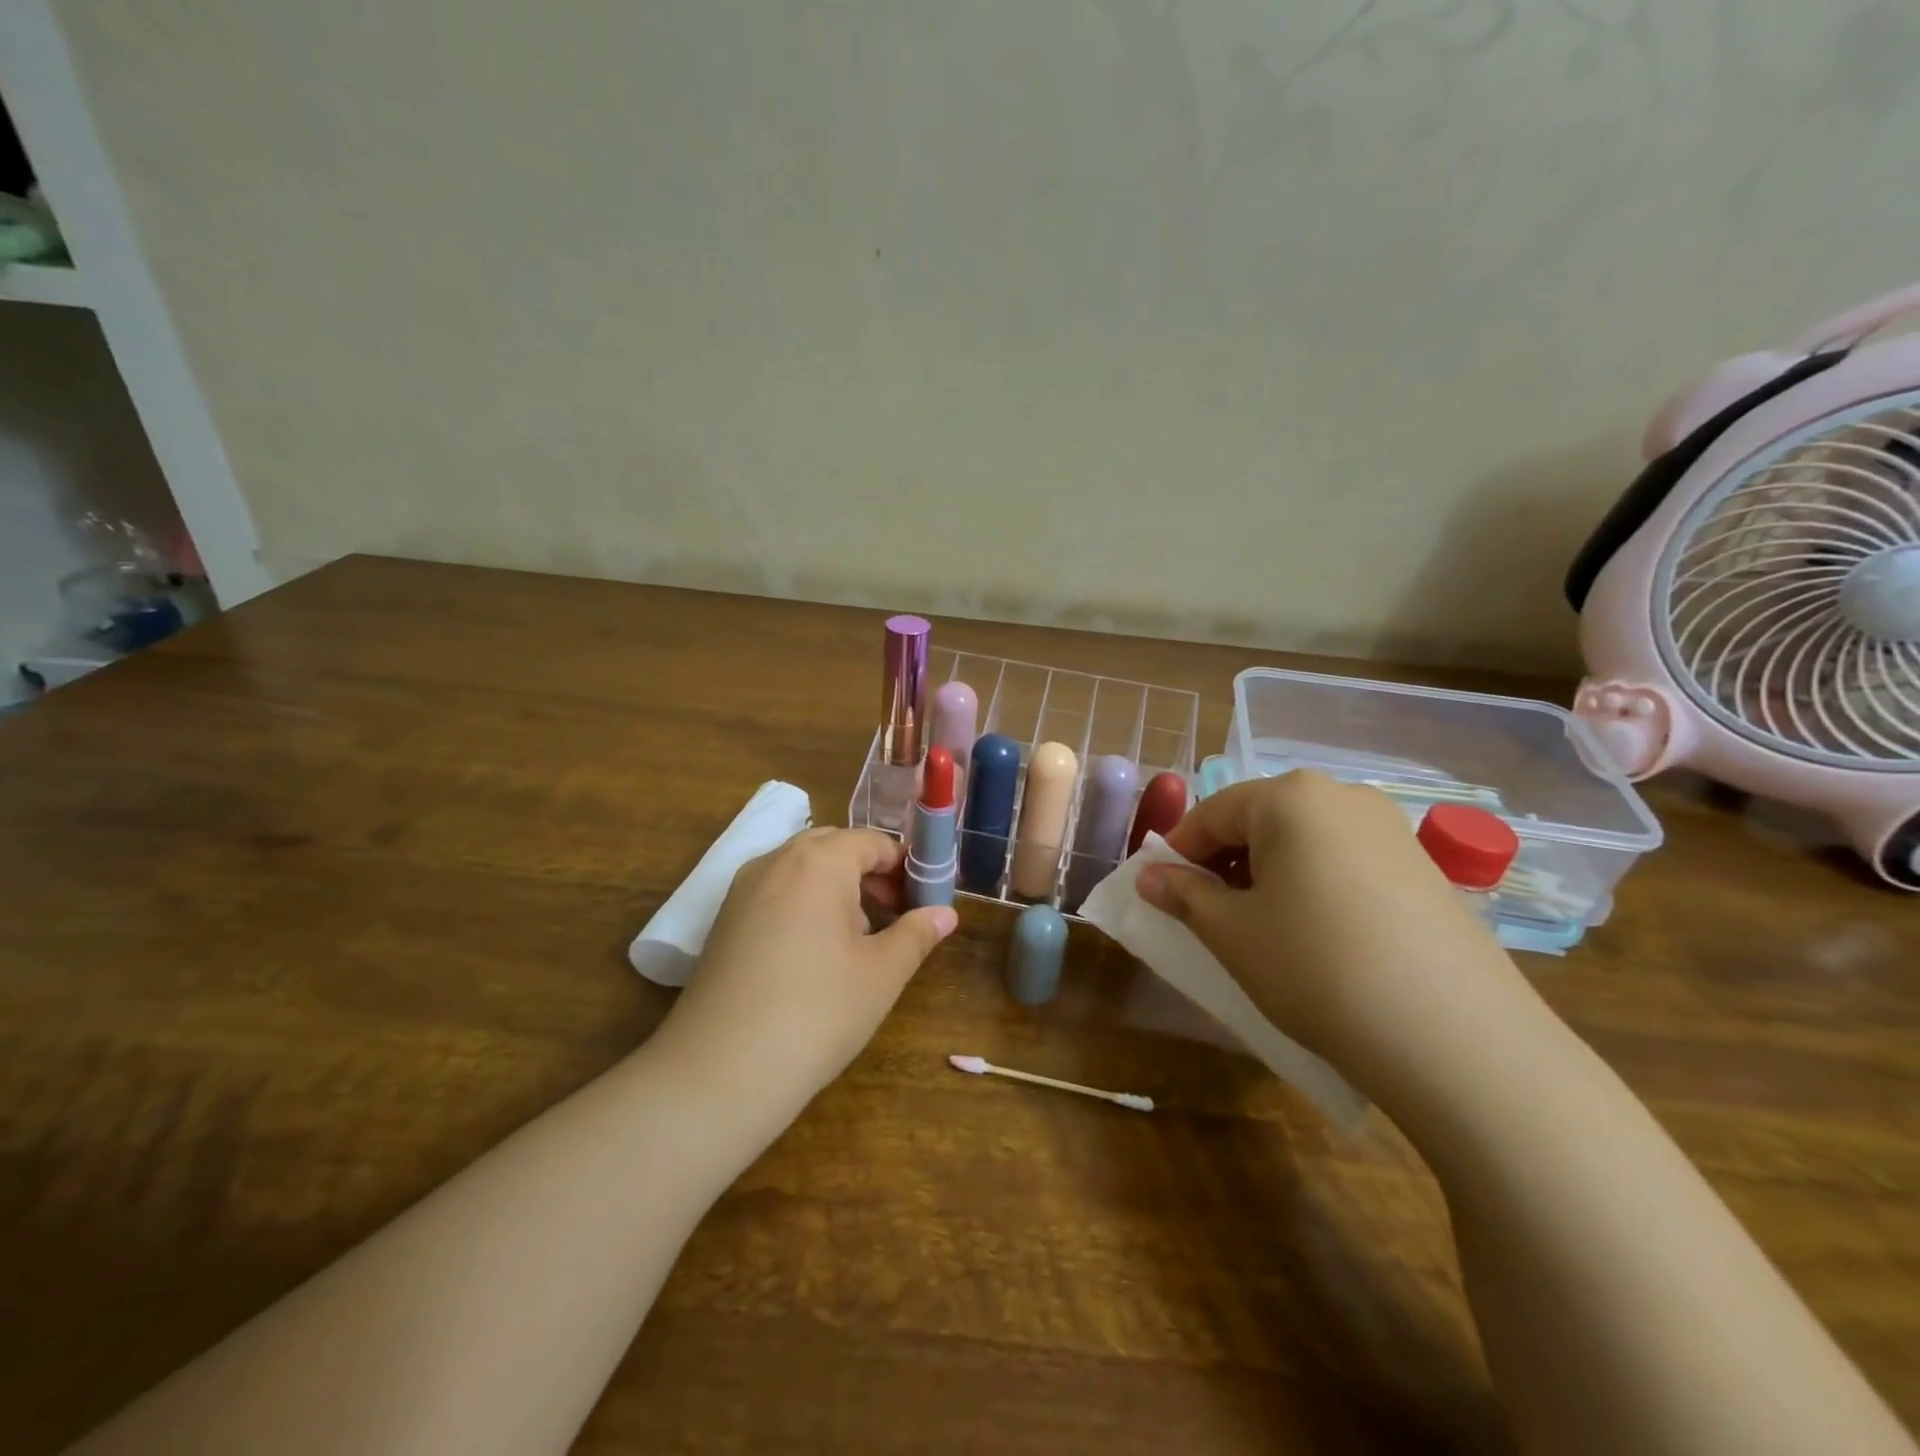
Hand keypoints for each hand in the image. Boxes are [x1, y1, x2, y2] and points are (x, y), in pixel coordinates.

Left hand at [654, 828, 957, 1121]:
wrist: (719, 1072)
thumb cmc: (817, 1013)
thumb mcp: (881, 974)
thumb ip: (916, 934)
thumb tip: (946, 914)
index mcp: (819, 861)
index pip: (873, 842)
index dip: (905, 867)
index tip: (924, 902)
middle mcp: (776, 860)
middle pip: (835, 847)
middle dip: (870, 873)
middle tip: (896, 916)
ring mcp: (743, 888)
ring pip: (802, 869)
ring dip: (837, 888)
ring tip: (859, 938)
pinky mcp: (724, 919)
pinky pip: (776, 891)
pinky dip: (804, 903)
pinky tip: (815, 954)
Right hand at [1134, 772, 1538, 1098]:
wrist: (1454, 1038)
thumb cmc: (1315, 967)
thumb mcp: (1231, 933)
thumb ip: (1182, 895)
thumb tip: (1149, 876)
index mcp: (1289, 797)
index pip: (1211, 813)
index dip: (1178, 853)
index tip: (1162, 893)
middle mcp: (1343, 795)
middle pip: (1260, 820)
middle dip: (1225, 863)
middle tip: (1212, 916)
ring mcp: (1391, 829)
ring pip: (1304, 841)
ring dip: (1269, 875)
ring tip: (1265, 930)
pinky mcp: (1424, 867)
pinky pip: (1345, 861)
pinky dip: (1314, 886)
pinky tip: (1320, 937)